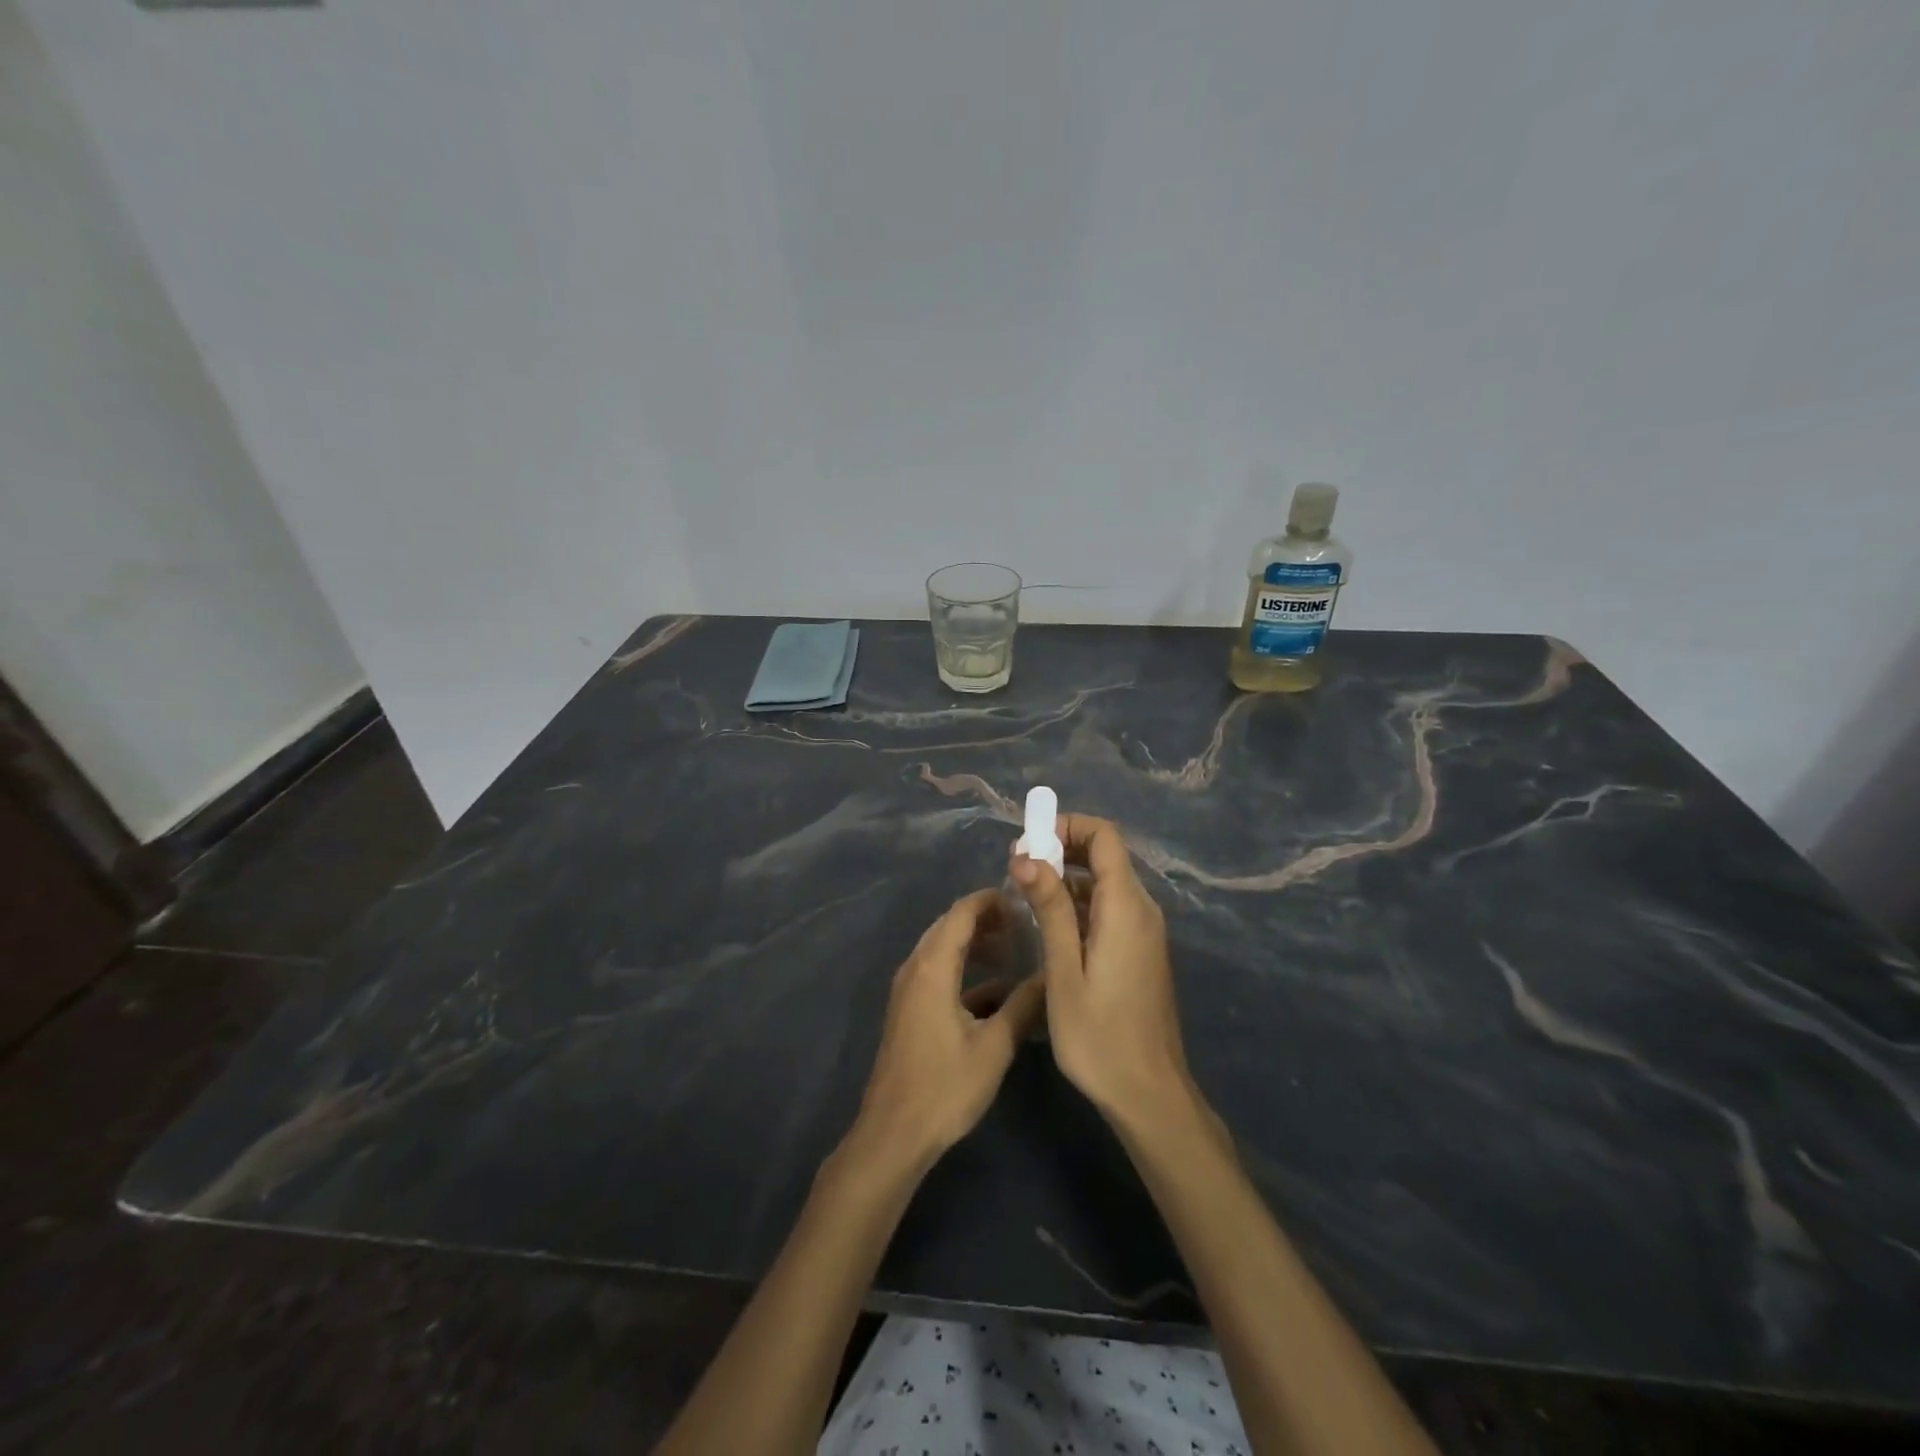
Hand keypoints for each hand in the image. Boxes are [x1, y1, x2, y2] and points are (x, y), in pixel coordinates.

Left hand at [849, 889, 1045, 1175]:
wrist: (894, 1133)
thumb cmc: (944, 1087)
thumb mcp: (994, 1046)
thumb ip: (1024, 1005)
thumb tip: (1051, 975)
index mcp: (932, 967)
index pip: (961, 912)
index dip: (992, 900)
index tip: (1025, 900)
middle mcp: (915, 968)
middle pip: (950, 925)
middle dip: (987, 918)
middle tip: (1026, 923)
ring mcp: (909, 989)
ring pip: (944, 949)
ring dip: (976, 943)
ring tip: (1015, 948)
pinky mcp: (910, 1009)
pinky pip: (939, 973)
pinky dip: (966, 969)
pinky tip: (998, 988)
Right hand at [1011, 814, 1193, 1129]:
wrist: (1149, 1094)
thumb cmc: (1099, 1037)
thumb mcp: (1064, 971)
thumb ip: (1049, 909)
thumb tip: (1027, 856)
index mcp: (1126, 907)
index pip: (1104, 836)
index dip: (1066, 826)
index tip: (1028, 843)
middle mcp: (1141, 909)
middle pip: (1105, 854)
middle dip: (1061, 848)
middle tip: (1018, 868)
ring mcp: (1143, 931)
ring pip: (1104, 881)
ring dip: (1066, 877)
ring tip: (1024, 894)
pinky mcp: (1139, 950)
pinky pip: (1108, 907)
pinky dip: (1078, 902)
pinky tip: (1048, 924)